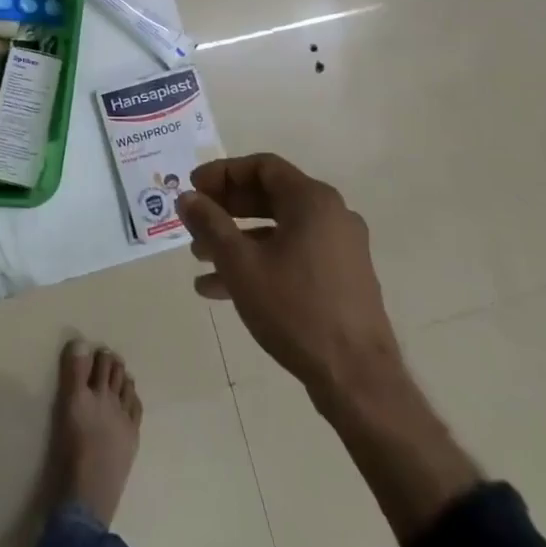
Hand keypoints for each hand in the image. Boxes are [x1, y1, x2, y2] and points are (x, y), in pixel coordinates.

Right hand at [178, 153, 401, 401]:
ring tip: (199, 257)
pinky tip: (222, 290)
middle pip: (270, 196)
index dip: (222, 173)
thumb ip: (210, 223)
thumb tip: (187, 197)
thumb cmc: (296, 309)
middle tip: (194, 219)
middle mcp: (332, 215)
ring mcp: (341, 249)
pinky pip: (293, 255)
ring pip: (279, 230)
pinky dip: (260, 262)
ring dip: (237, 239)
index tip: (193, 188)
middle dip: (227, 208)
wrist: (358, 380)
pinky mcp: (342, 279)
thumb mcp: (240, 263)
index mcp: (313, 200)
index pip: (262, 166)